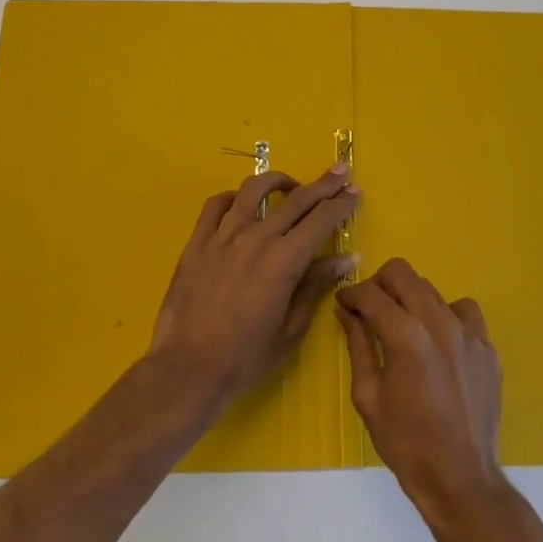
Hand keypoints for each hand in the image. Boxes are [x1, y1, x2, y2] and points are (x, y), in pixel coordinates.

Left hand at [147, 165, 359, 412]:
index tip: (354, 191)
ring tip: (291, 185)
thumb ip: (316, 286)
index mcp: (284, 260)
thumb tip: (347, 257)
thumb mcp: (291, 328)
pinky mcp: (197, 242)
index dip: (341, 203)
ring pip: (254, 190)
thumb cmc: (246, 357)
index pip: (321, 219)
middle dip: (323, 184)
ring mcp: (223, 236)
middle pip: (296, 199)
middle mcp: (256, 238)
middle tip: (339, 172)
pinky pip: (216, 205)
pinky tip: (242, 203)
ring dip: (278, 181)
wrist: (188, 369)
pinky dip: (233, 197)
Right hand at [337, 258, 507, 531]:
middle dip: (379, 284)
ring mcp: (467, 332)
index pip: (370, 293)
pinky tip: (439, 341)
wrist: (462, 480)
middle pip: (402, 273)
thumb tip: (347, 312)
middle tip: (370, 309)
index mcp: (405, 336)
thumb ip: (358, 345)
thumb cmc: (406, 444)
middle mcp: (438, 322)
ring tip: (404, 327)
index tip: (344, 303)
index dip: (351, 294)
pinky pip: (464, 310)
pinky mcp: (487, 346)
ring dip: (410, 299)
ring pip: (431, 288)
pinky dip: (445, 315)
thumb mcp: (368, 396)